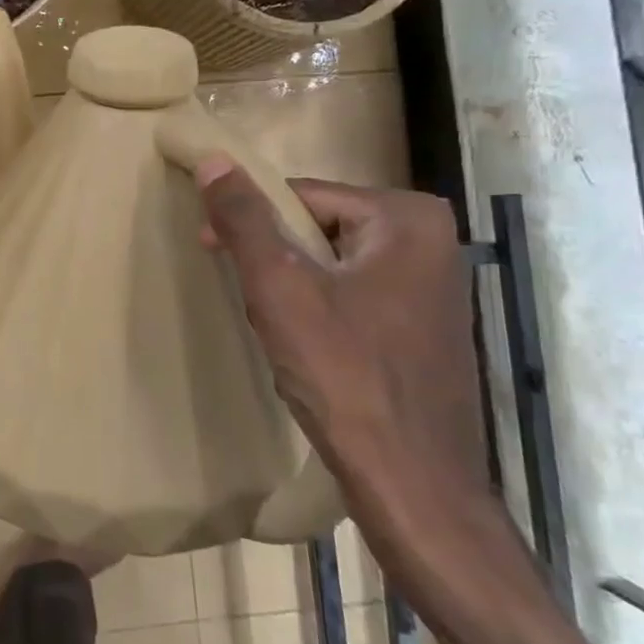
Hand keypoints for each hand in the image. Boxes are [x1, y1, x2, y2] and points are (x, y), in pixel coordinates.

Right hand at [195, 161, 487, 500]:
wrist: (413, 485)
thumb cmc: (345, 376)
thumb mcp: (280, 289)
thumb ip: (245, 220)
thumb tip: (213, 159)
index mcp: (407, 218)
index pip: (303, 195)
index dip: (251, 222)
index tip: (211, 250)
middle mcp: (432, 242)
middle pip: (320, 229)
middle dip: (276, 262)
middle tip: (253, 302)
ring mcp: (433, 287)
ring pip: (332, 266)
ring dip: (294, 291)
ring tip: (281, 333)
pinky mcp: (424, 328)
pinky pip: (354, 297)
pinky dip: (320, 314)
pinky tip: (311, 353)